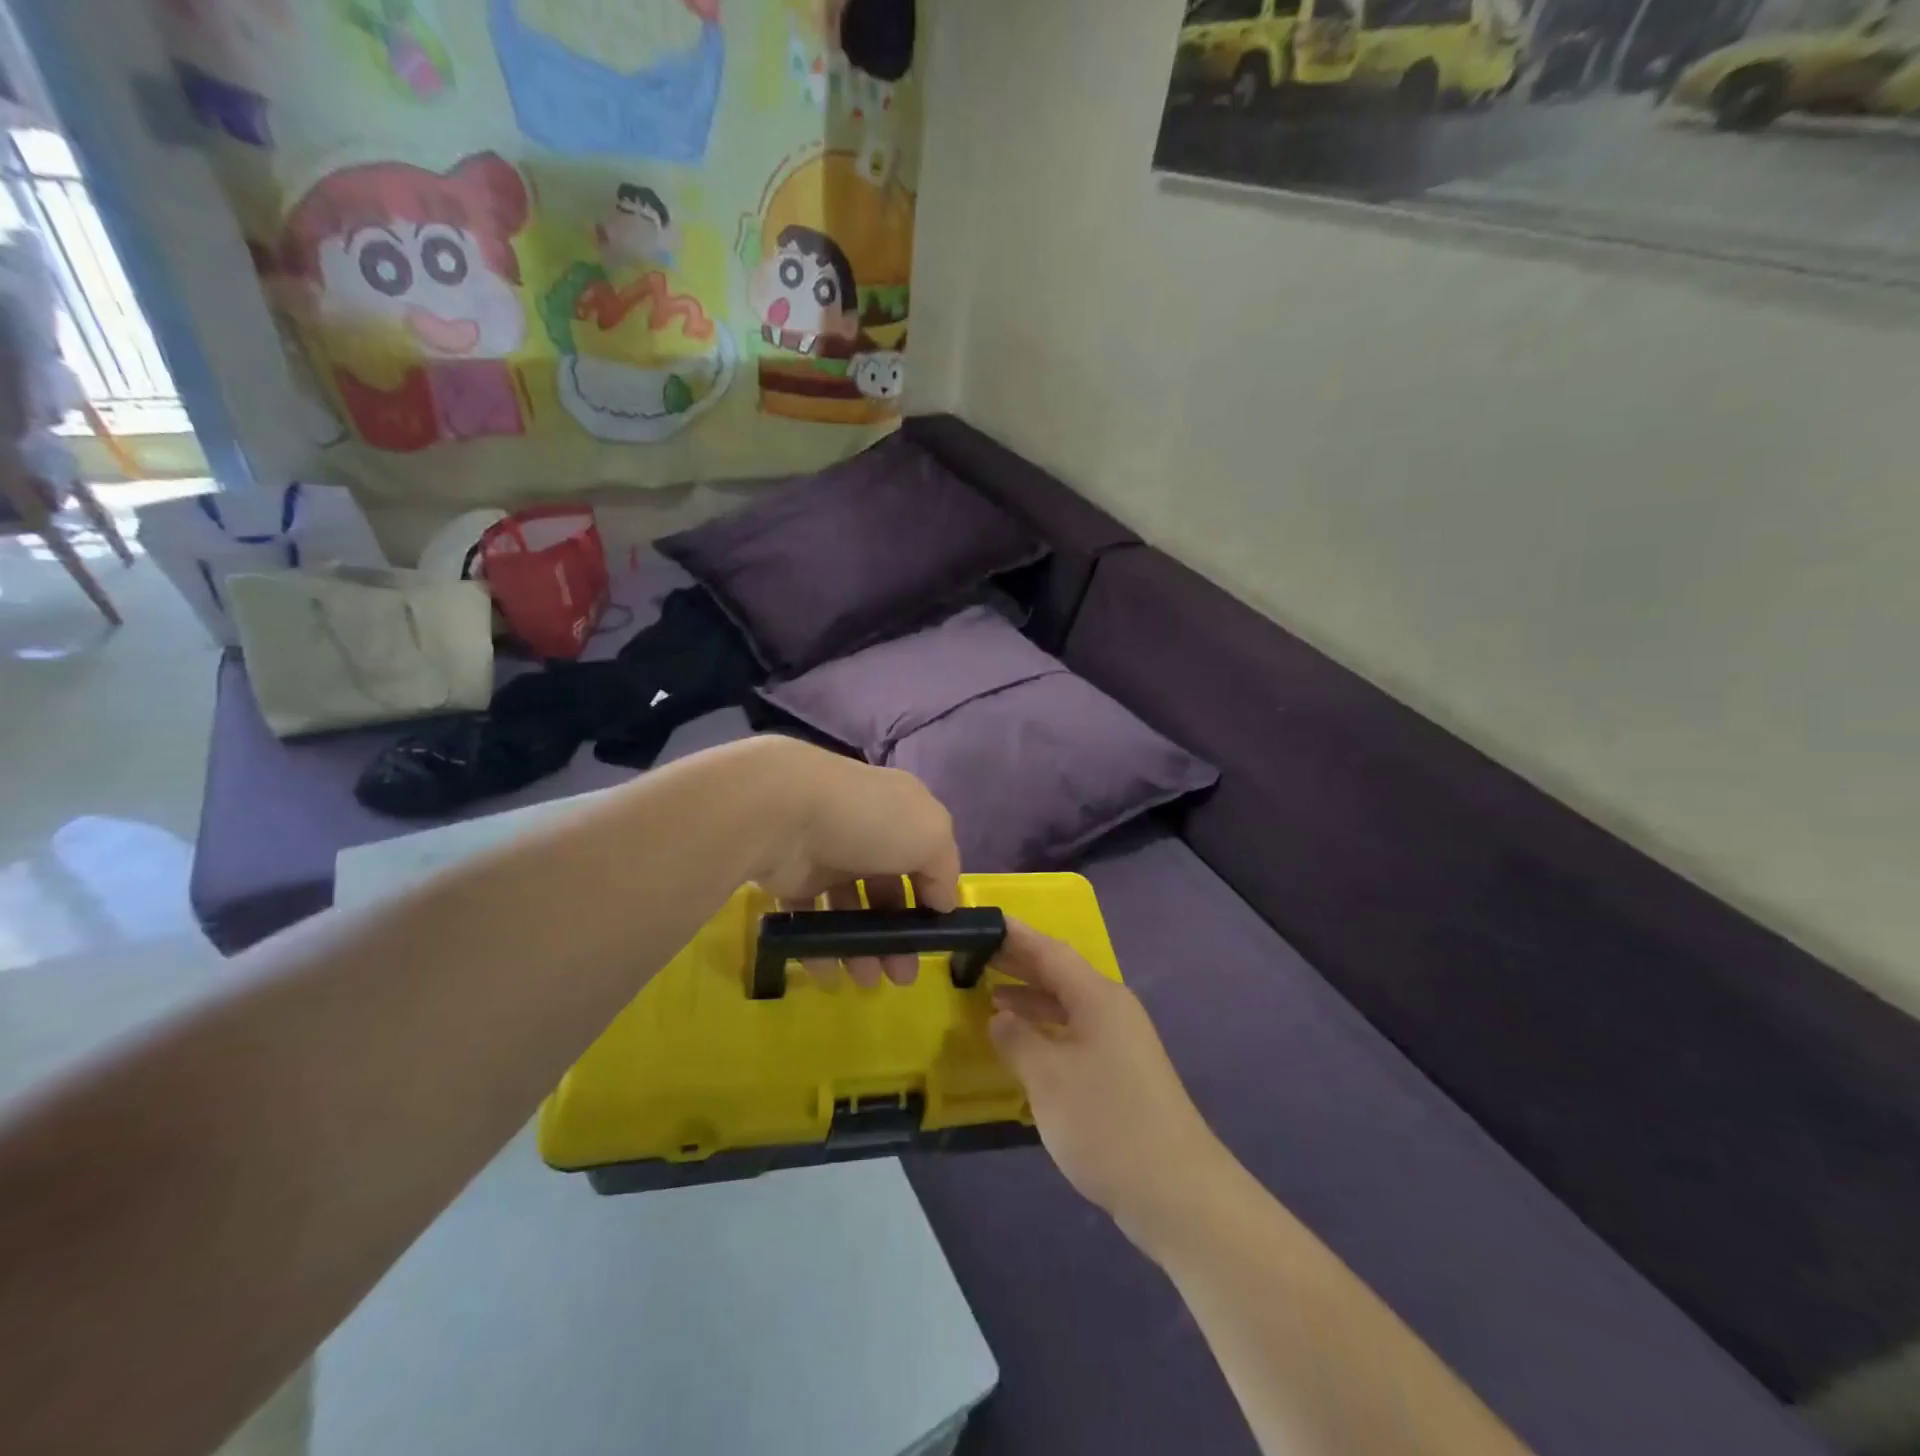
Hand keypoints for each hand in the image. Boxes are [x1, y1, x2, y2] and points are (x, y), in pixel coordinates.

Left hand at [750, 740, 961, 990]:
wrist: (785, 812)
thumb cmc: (870, 821)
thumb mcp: (931, 836)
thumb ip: (945, 870)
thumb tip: (943, 902)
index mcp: (901, 813)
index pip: (924, 857)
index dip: (931, 896)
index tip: (936, 935)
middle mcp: (865, 831)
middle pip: (887, 890)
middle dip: (897, 935)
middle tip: (901, 976)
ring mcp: (826, 854)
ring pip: (849, 908)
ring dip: (860, 948)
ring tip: (865, 981)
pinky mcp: (790, 876)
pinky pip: (809, 916)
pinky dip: (819, 946)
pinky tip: (828, 971)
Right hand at [990, 921, 1230, 1251]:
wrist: (1176, 1192)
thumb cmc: (1106, 1122)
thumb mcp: (1048, 1077)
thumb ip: (1017, 1039)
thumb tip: (1000, 1017)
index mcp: (1098, 997)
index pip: (1050, 951)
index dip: (1016, 935)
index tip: (983, 920)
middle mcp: (1112, 1010)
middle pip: (1060, 975)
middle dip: (1020, 964)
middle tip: (977, 955)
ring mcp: (1120, 1043)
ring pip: (1068, 1006)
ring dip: (1031, 1000)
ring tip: (990, 996)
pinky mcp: (1121, 1074)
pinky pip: (1075, 1034)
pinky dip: (1046, 1031)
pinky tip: (1023, 1047)